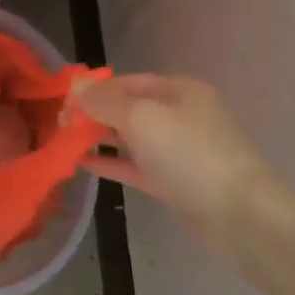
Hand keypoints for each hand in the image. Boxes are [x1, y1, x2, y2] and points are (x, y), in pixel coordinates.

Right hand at [70, 74, 277, 233]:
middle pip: (127, 107)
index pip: (126, 81)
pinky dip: (111, 162)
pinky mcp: (173, 181)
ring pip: (130, 137)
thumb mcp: (140, 117)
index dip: (93, 89)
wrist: (237, 213)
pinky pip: (134, 165)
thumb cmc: (188, 153)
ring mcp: (177, 149)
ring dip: (98, 138)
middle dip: (93, 113)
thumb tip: (74, 88)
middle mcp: (179, 114)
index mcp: (177, 89)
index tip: (61, 102)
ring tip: (63, 142)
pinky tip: (82, 163)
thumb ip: (103, 101)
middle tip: (58, 125)